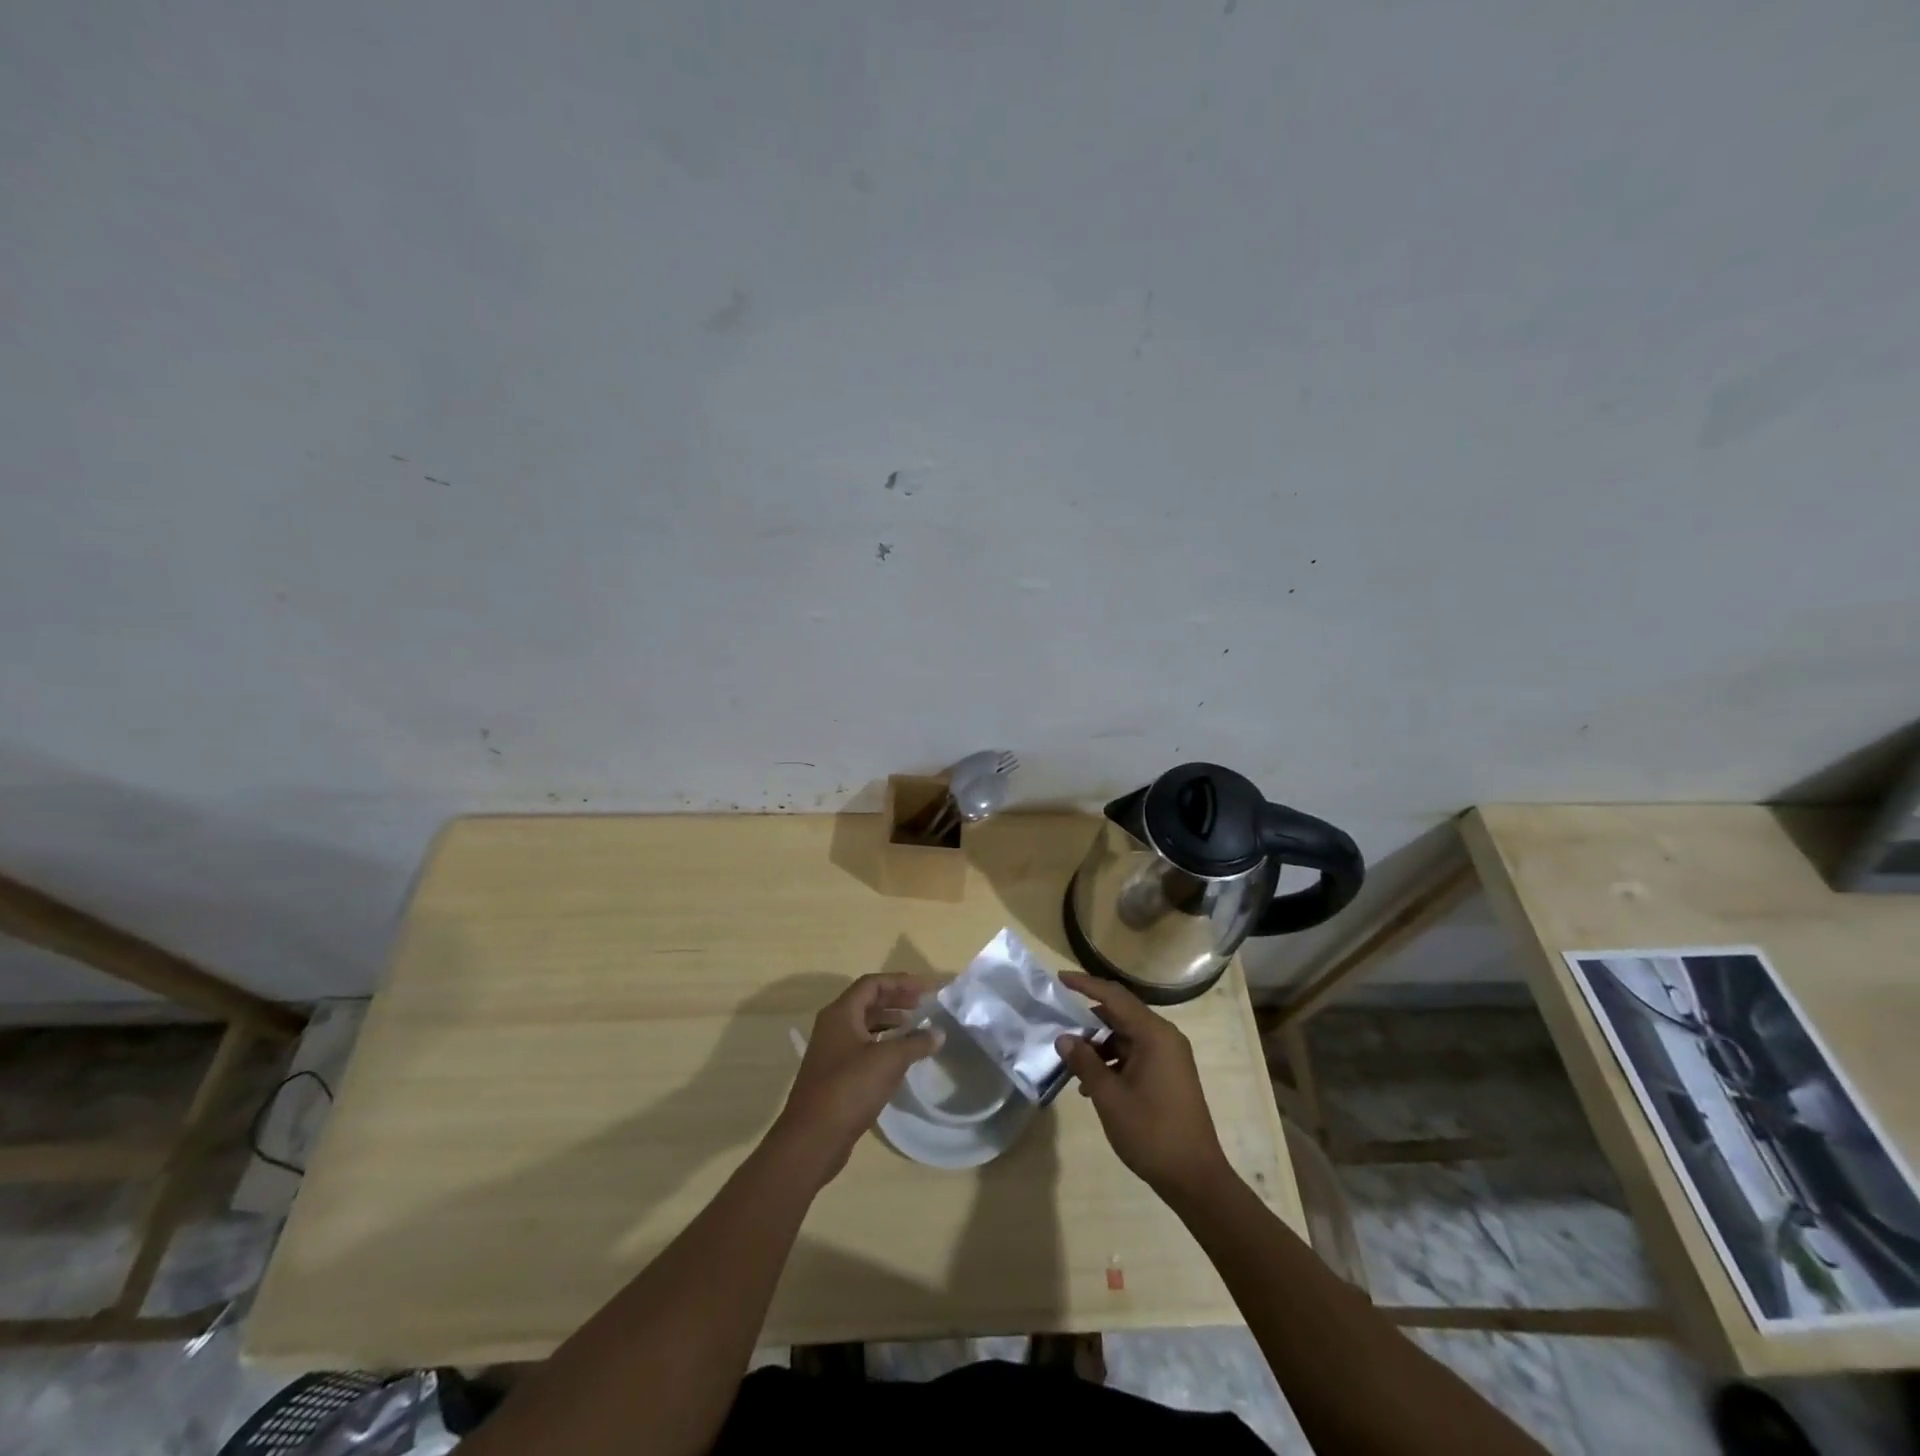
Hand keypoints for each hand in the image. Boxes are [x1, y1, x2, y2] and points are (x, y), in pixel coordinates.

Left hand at [770, 973, 937, 1184]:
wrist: (812, 1139)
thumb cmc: (849, 1089)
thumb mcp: (889, 1061)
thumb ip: (916, 1043)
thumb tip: (938, 1033)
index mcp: (841, 1013)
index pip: (873, 984)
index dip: (901, 982)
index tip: (927, 988)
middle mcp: (833, 1025)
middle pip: (868, 1001)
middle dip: (896, 999)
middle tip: (924, 1004)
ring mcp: (832, 1050)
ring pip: (864, 1024)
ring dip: (890, 1020)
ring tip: (915, 1025)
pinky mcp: (835, 1073)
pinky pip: (862, 1045)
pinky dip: (883, 1042)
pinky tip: (899, 1054)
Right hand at [1055, 972, 1230, 1197]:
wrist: (1195, 1178)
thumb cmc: (1151, 1132)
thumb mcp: (1109, 1096)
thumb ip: (1084, 1062)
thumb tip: (1064, 1038)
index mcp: (1154, 1034)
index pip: (1114, 996)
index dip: (1085, 984)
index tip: (1059, 978)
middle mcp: (1165, 1038)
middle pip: (1121, 1014)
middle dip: (1088, 1020)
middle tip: (1058, 1023)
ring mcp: (1169, 1057)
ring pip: (1126, 1037)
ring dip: (1099, 1046)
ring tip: (1071, 1062)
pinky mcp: (1169, 1075)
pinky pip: (1135, 1055)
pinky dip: (1113, 1062)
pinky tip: (1092, 1084)